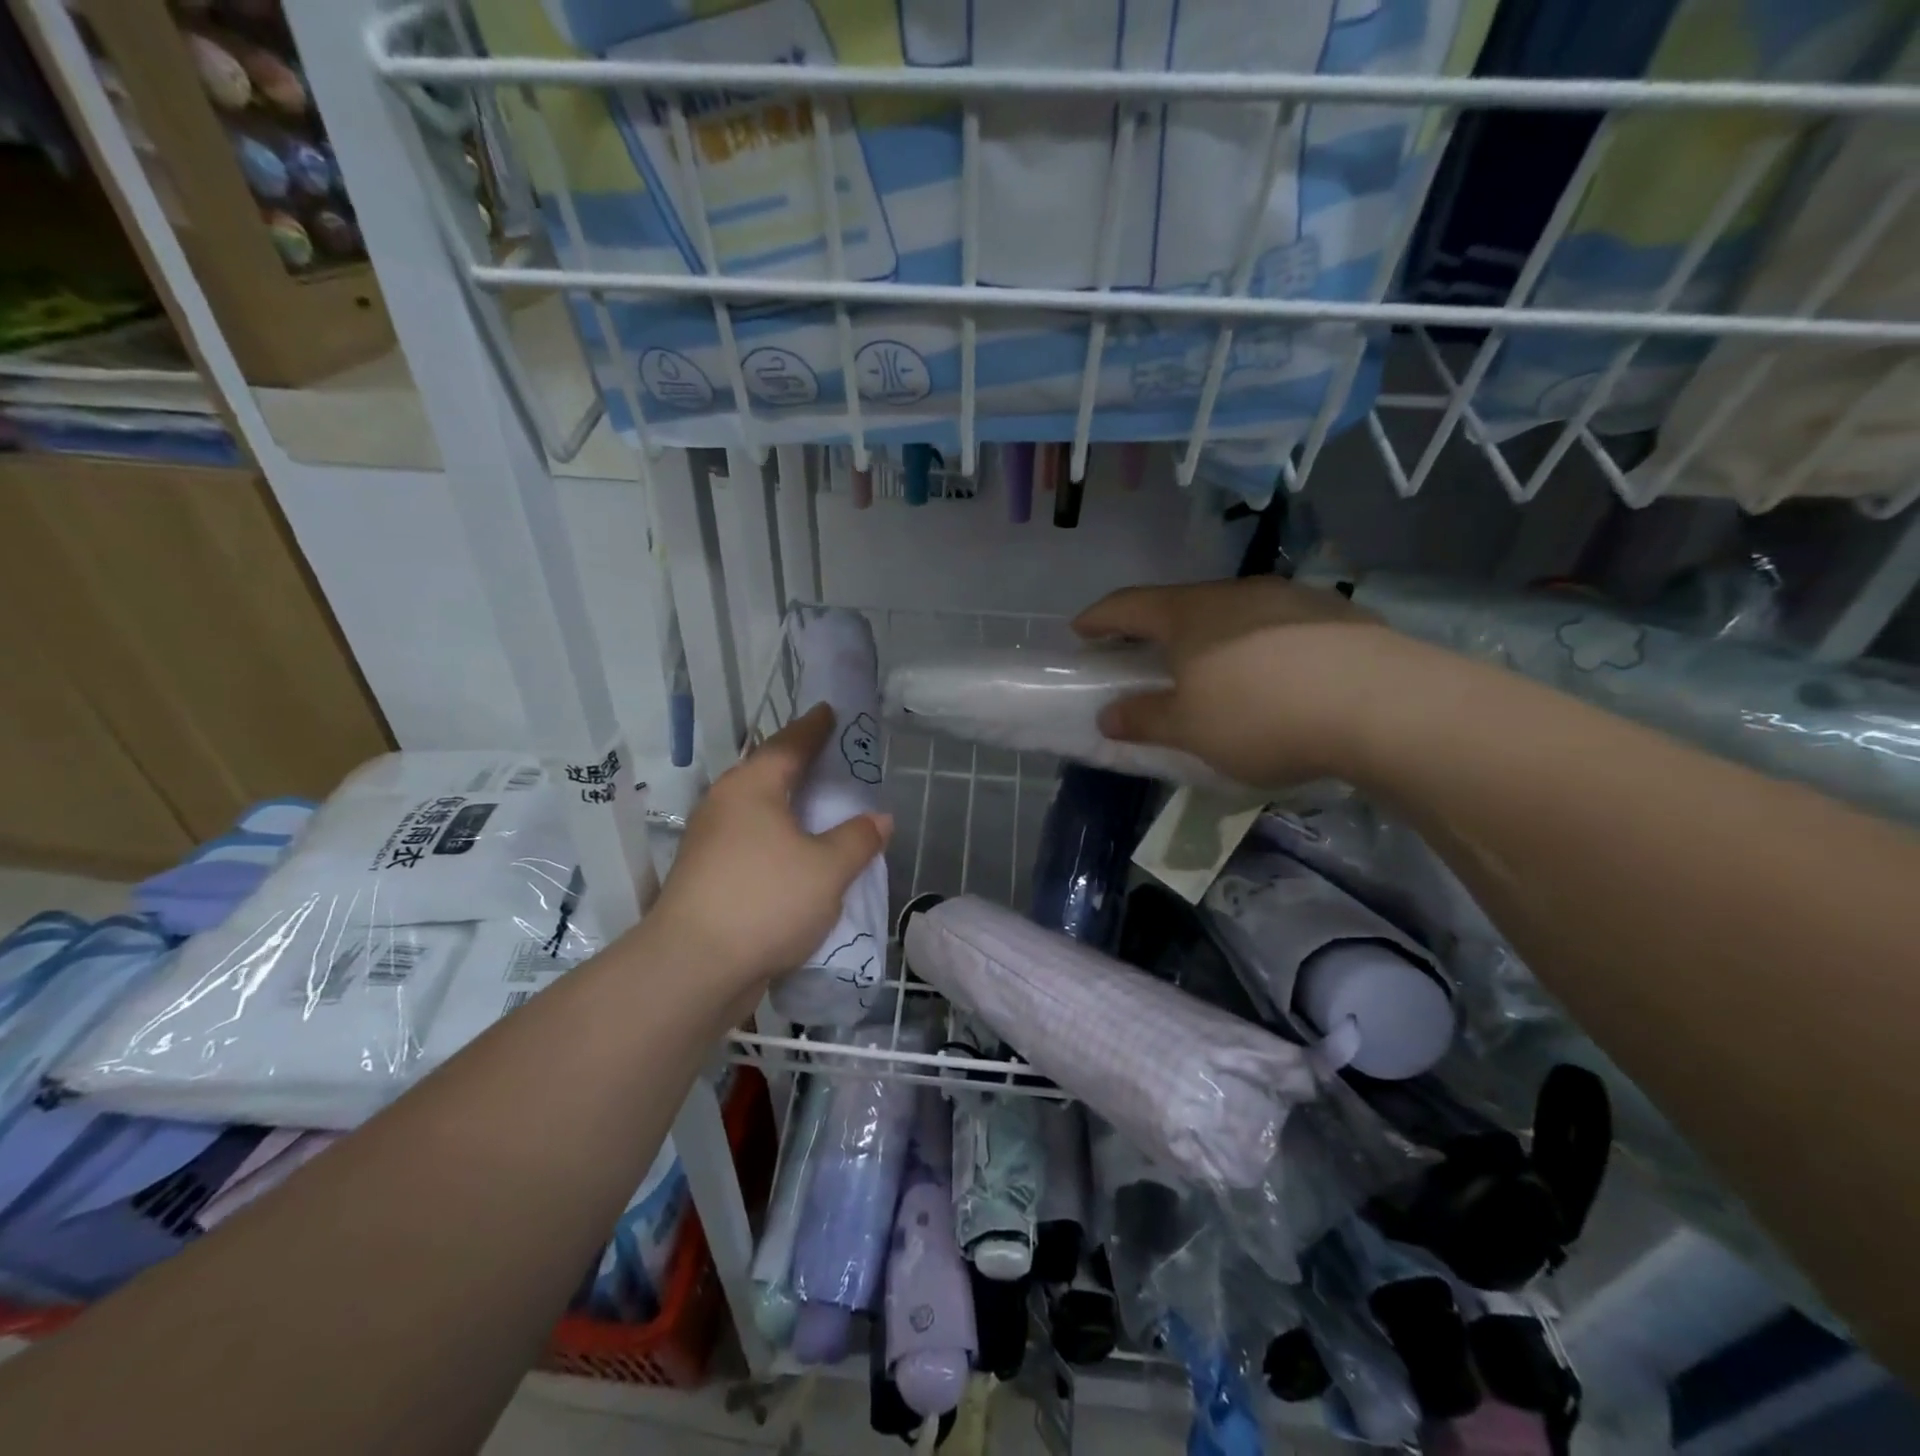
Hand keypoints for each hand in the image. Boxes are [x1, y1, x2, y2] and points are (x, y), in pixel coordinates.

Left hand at [648, 704, 892, 990]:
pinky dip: (779, 841)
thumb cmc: (766, 901)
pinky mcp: (706, 877)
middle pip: (768, 774)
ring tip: (821, 809)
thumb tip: (879, 819)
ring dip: (789, 808)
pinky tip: (799, 858)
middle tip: (832, 758)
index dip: (813, 727)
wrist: (693, 969)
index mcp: (752, 787)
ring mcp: (710, 842)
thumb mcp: (828, 869)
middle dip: (800, 765)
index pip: (789, 744)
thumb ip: (858, 839)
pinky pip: (752, 843)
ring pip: (759, 812)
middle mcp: (725, 805)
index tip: (829, 711)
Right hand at [1073, 578, 1400, 787]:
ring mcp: (1289, 600)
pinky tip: (1271, 677)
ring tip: (1210, 670)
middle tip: (1142, 655)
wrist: (1382, 705)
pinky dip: (1255, 647)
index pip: (1129, 606)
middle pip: (1181, 605)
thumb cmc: (1260, 714)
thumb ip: (1144, 719)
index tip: (1080, 629)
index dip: (1100, 618)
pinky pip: (1275, 628)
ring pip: (1232, 614)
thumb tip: (1107, 715)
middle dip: (1155, 629)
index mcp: (1189, 615)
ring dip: (1209, 638)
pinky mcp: (1335, 617)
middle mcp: (1235, 594)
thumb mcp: (1189, 729)